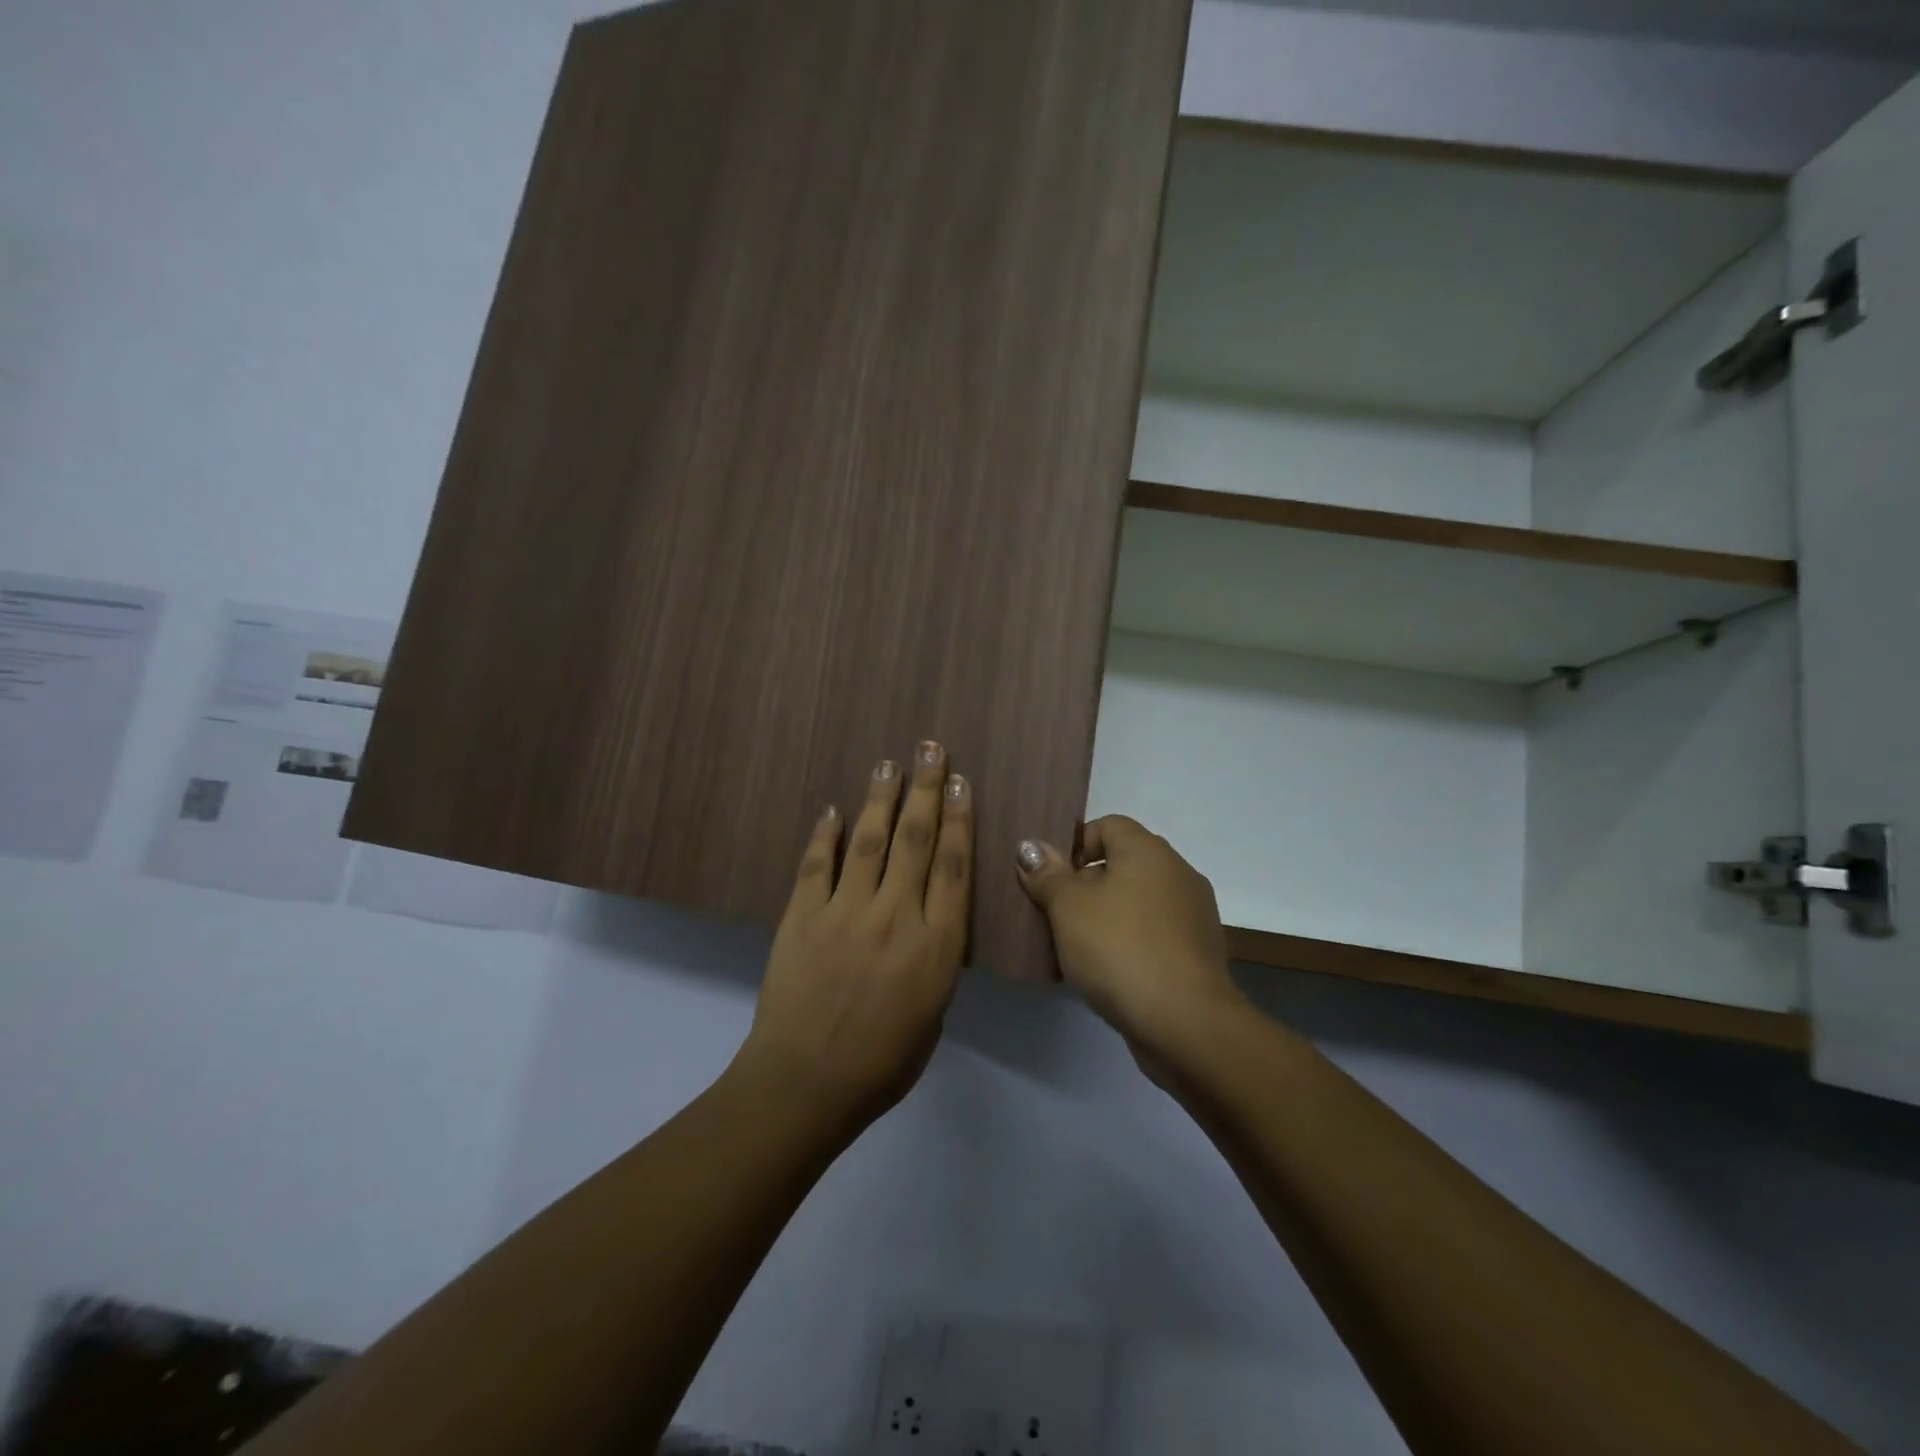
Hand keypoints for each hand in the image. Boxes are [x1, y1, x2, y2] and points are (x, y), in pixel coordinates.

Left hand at [738, 742, 971, 1129]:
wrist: (806, 1083)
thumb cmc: (882, 1064)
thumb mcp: (933, 1016)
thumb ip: (935, 961)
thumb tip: (928, 926)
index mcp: (936, 945)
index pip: (954, 867)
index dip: (959, 819)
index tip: (959, 783)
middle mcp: (896, 916)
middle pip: (916, 840)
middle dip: (925, 789)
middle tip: (930, 749)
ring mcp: (846, 911)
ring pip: (869, 841)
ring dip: (881, 798)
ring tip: (889, 764)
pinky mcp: (803, 915)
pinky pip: (817, 864)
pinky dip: (826, 834)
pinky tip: (835, 809)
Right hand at [1015, 816, 1239, 1054]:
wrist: (1184, 1022)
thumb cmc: (1119, 948)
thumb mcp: (1068, 907)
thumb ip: (1047, 874)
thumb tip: (1030, 846)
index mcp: (1148, 850)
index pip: (1108, 825)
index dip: (1076, 845)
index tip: (1052, 878)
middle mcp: (1178, 872)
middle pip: (1123, 863)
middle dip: (1087, 884)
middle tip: (1057, 914)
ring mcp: (1194, 914)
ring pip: (1139, 901)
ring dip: (1109, 916)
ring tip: (1078, 947)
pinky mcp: (1199, 953)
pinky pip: (1155, 933)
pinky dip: (1131, 943)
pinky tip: (1109, 971)